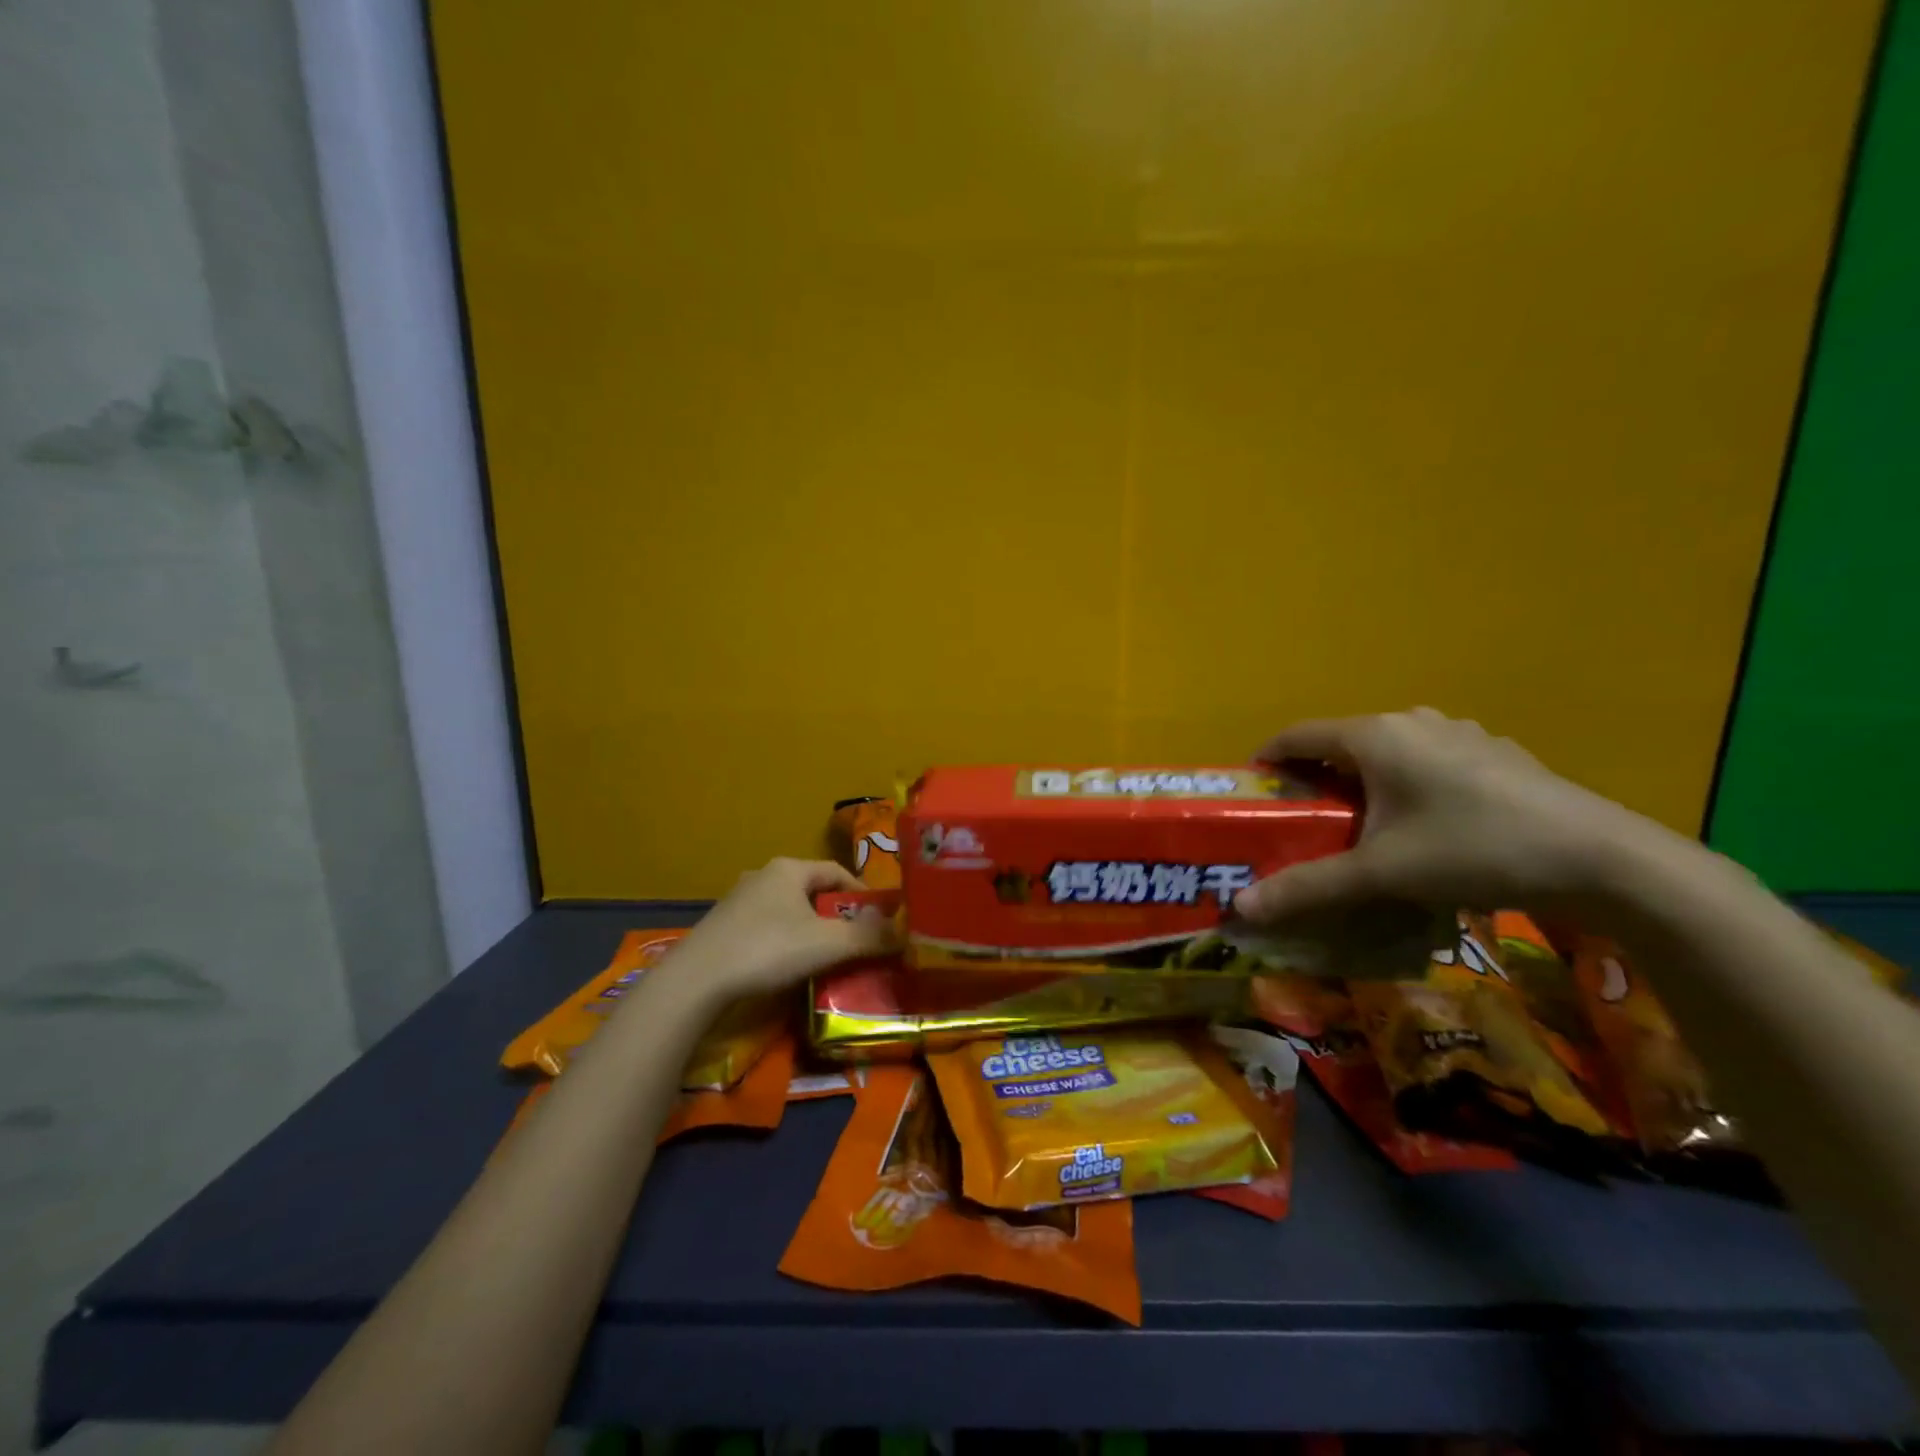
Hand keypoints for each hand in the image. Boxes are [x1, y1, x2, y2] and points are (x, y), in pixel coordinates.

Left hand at [660, 857, 897, 1001]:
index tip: (878, 921)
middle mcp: (763, 875)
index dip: (862, 895)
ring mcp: (738, 900)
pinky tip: (785, 966)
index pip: (836, 872)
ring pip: (787, 910)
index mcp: (789, 869)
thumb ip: (869, 937)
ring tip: (824, 956)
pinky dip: (783, 941)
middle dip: (836, 914)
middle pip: (812, 891)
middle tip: (854, 941)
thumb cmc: (768, 949)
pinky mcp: (722, 926)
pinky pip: (765, 927)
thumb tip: (907, 933)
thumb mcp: (827, 944)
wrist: (696, 980)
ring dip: (809, 929)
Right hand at [1234, 708, 1671, 924]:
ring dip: (1362, 781)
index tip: (1254, 794)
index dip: (1268, 760)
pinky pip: (1428, 760)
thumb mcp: (1380, 873)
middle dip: (1314, 778)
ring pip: (1387, 752)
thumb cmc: (1472, 849)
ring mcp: (1459, 733)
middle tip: (1302, 821)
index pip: (1297, 735)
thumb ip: (1308, 887)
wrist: (1603, 859)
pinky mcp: (1494, 753)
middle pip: (1341, 743)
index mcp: (1374, 736)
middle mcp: (1412, 721)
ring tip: (1359, 825)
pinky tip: (1424, 825)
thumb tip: (1240, 909)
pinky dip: (1406, 783)